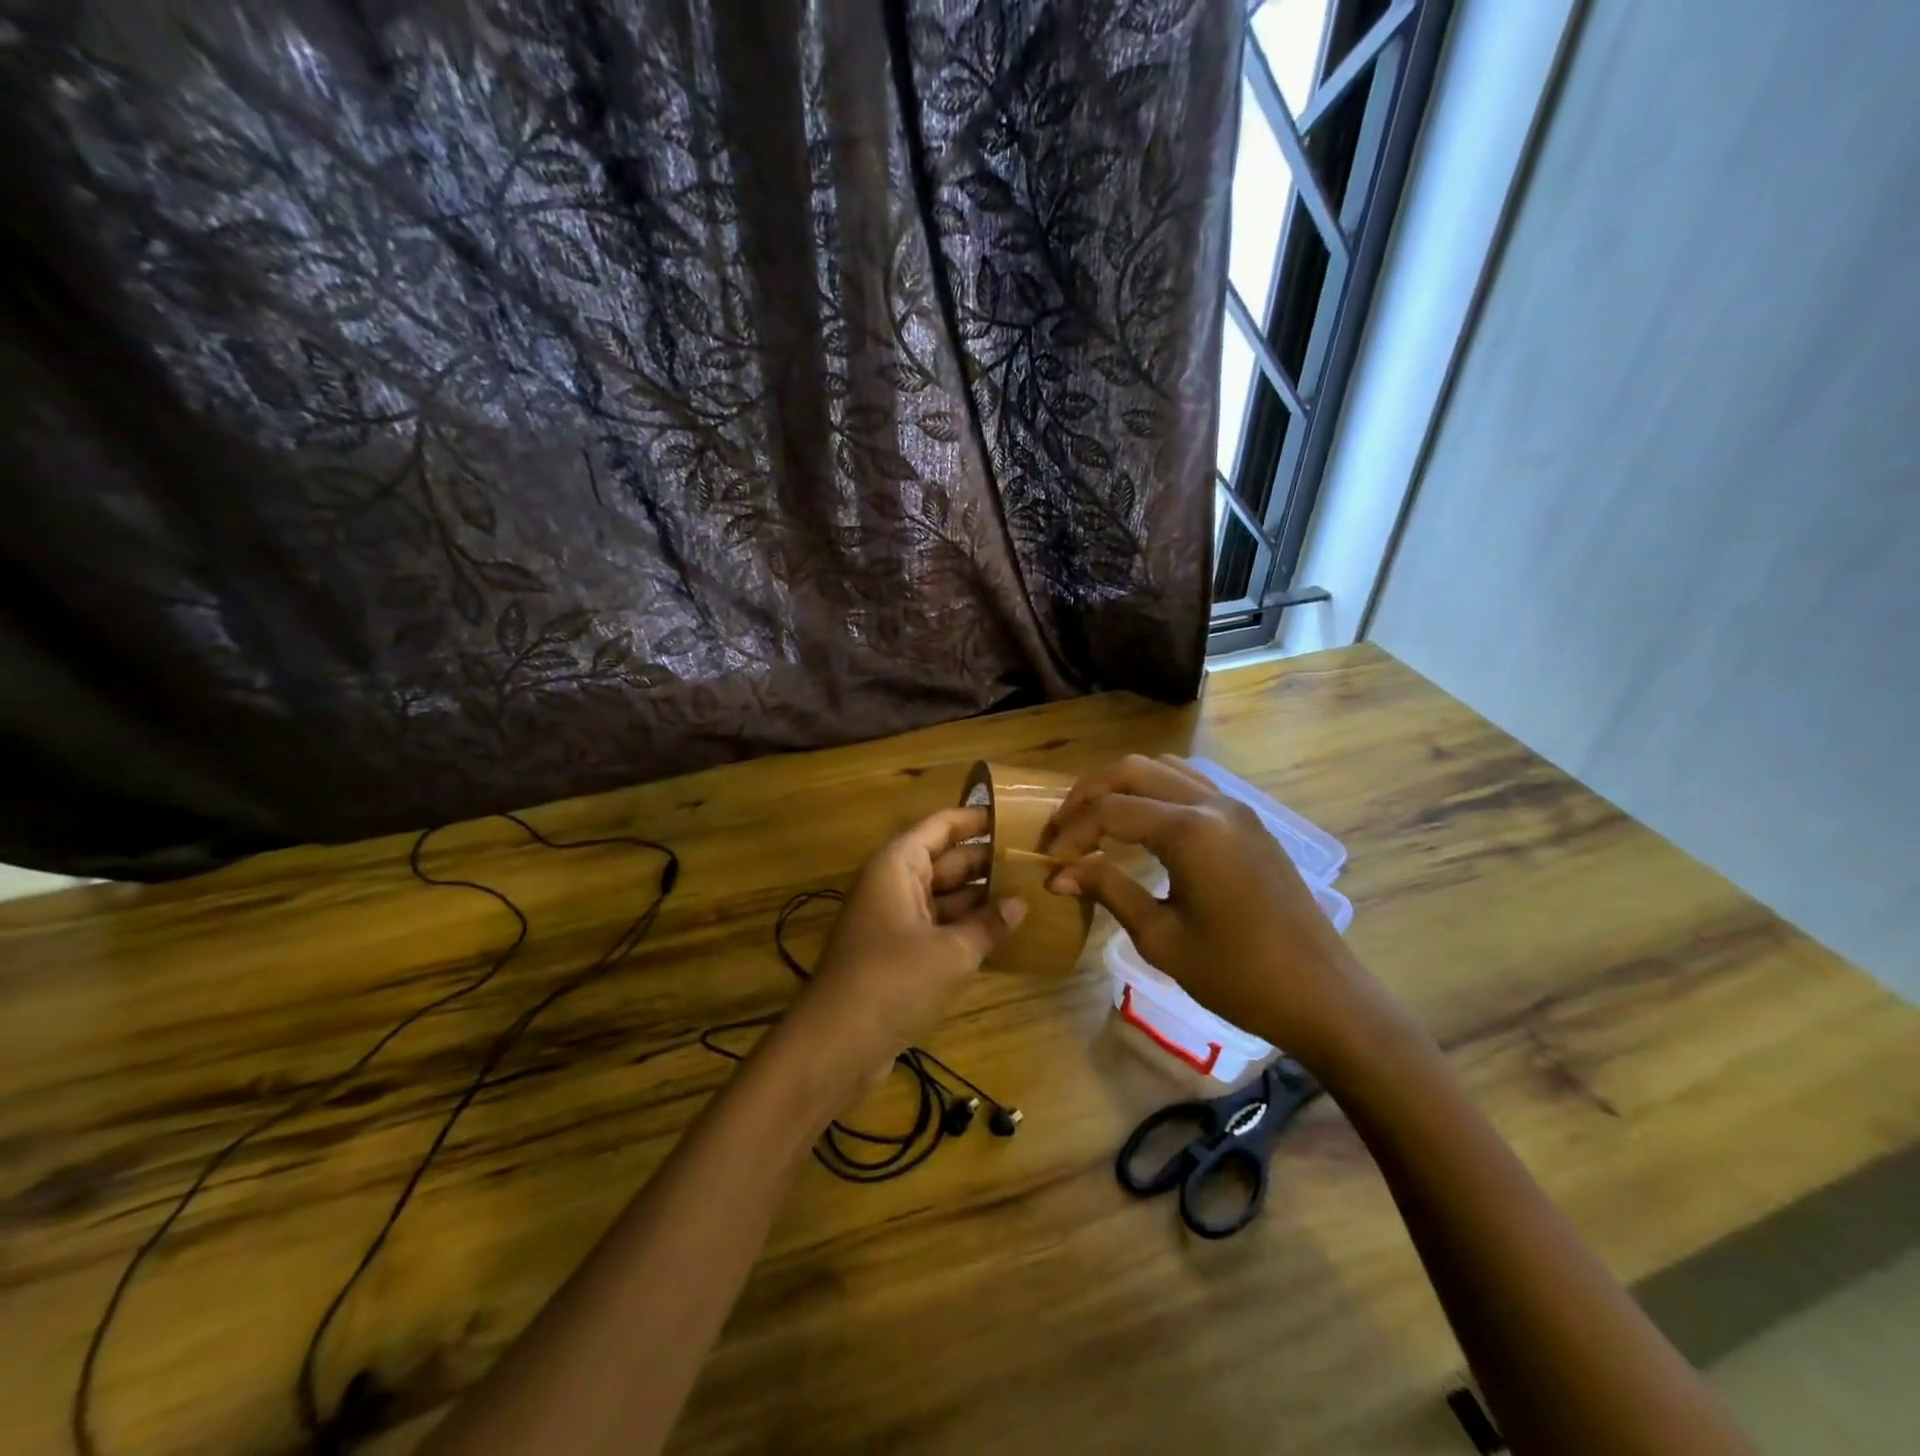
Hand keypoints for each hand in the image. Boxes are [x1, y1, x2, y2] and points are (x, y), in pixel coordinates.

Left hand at [777, 807, 1026, 1106]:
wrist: (837, 1043)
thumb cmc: (893, 980)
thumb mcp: (951, 951)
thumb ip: (989, 924)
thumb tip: (1021, 903)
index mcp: (898, 866)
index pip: (941, 826)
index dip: (976, 818)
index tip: (1017, 817)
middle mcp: (894, 884)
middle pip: (946, 860)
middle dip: (987, 861)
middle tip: (1036, 861)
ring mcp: (894, 919)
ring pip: (945, 896)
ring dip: (981, 898)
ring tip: (1031, 894)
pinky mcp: (898, 953)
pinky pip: (938, 927)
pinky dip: (966, 928)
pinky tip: (1004, 935)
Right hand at [1040, 755, 1399, 1071]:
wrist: (1324, 997)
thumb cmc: (1238, 977)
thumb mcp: (1161, 939)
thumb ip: (1109, 890)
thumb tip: (1060, 873)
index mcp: (1190, 831)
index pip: (1110, 810)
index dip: (1071, 831)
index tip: (1049, 860)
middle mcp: (1212, 804)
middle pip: (1132, 770)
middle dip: (1088, 794)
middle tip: (1062, 830)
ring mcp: (1235, 808)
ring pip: (1163, 769)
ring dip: (1122, 786)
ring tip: (1095, 822)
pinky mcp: (1248, 821)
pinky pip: (1190, 784)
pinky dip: (1154, 792)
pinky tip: (1141, 826)